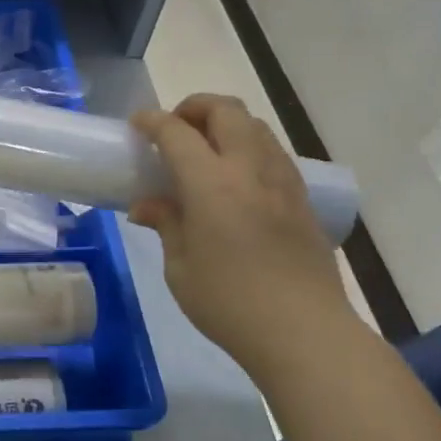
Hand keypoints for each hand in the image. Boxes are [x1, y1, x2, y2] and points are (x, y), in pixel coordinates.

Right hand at [130, 95, 353, 376]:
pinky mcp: (301, 198)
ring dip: (224, 123)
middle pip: (225, 111)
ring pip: (255, 125)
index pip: (177, 133)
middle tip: (173, 130)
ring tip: (204, 150)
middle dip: (194, 108)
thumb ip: (166, 224)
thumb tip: (146, 205)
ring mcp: (282, 181)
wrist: (304, 332)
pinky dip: (248, 146)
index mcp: (211, 184)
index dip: (152, 121)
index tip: (137, 125)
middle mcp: (250, 169)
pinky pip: (272, 151)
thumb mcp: (180, 268)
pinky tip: (235, 177)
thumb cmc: (229, 303)